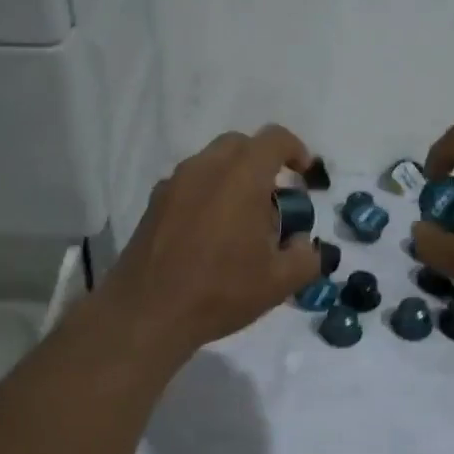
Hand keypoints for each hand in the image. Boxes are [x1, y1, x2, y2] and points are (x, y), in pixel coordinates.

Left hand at [99, 126, 321, 359]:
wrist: (147, 313)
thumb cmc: (220, 291)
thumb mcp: (280, 282)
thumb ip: (306, 256)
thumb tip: (302, 243)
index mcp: (242, 177)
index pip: (274, 139)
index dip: (296, 150)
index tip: (304, 175)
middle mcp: (206, 168)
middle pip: (241, 145)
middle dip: (263, 163)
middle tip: (275, 199)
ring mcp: (175, 183)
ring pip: (212, 162)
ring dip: (234, 178)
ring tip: (242, 220)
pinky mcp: (154, 202)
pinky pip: (190, 183)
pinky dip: (208, 193)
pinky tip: (210, 233)